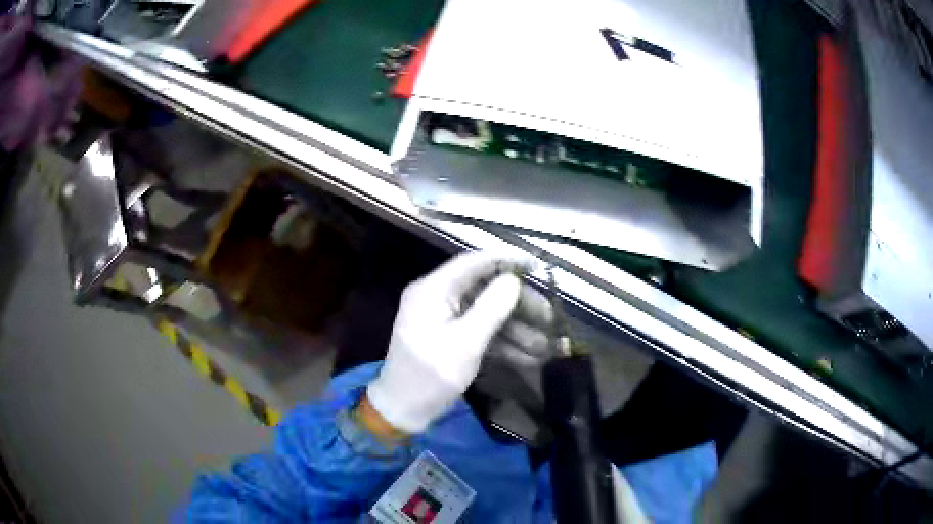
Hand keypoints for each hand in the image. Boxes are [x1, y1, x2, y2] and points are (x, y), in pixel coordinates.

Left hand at [365, 251, 552, 433]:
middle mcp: (438, 297)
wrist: (404, 410)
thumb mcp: (465, 343)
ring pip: (487, 313)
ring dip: (516, 328)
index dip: (507, 260)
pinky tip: (529, 357)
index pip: (474, 262)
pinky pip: (480, 331)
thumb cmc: (430, 376)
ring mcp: (444, 318)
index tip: (537, 266)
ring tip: (546, 344)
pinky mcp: (450, 337)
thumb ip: (491, 308)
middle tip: (548, 316)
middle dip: (518, 304)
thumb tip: (512, 280)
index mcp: (433, 290)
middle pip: (485, 289)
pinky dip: (503, 342)